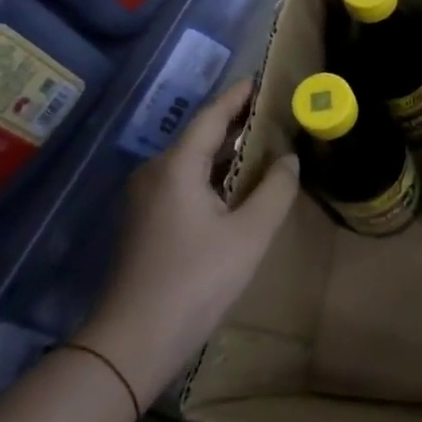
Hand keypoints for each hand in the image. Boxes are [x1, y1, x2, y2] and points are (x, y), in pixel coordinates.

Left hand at [78, 79, 298, 403]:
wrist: (134, 341)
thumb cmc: (196, 280)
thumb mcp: (250, 233)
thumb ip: (275, 189)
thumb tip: (288, 159)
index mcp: (176, 167)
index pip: (212, 116)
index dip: (240, 96)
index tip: (265, 80)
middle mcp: (154, 174)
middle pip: (200, 136)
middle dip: (238, 123)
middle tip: (277, 114)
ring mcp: (145, 199)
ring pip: (192, 162)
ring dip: (227, 152)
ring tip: (266, 146)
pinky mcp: (145, 222)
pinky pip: (184, 183)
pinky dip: (214, 175)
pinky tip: (239, 186)